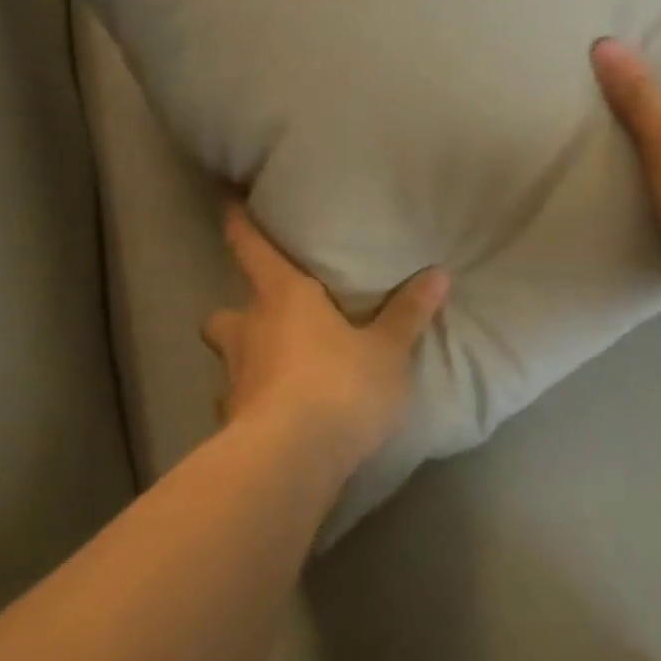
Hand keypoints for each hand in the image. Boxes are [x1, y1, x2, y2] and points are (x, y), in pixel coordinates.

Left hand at [201, 202, 448, 470]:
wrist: (291, 462)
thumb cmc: (340, 386)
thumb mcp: (387, 350)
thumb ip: (408, 313)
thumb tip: (438, 274)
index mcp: (282, 298)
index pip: (250, 247)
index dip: (237, 221)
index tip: (226, 198)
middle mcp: (249, 332)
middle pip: (223, 312)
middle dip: (238, 313)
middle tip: (266, 319)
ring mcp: (233, 380)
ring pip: (227, 359)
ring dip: (245, 361)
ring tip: (275, 372)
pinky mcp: (230, 425)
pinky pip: (236, 406)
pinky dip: (251, 407)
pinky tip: (276, 420)